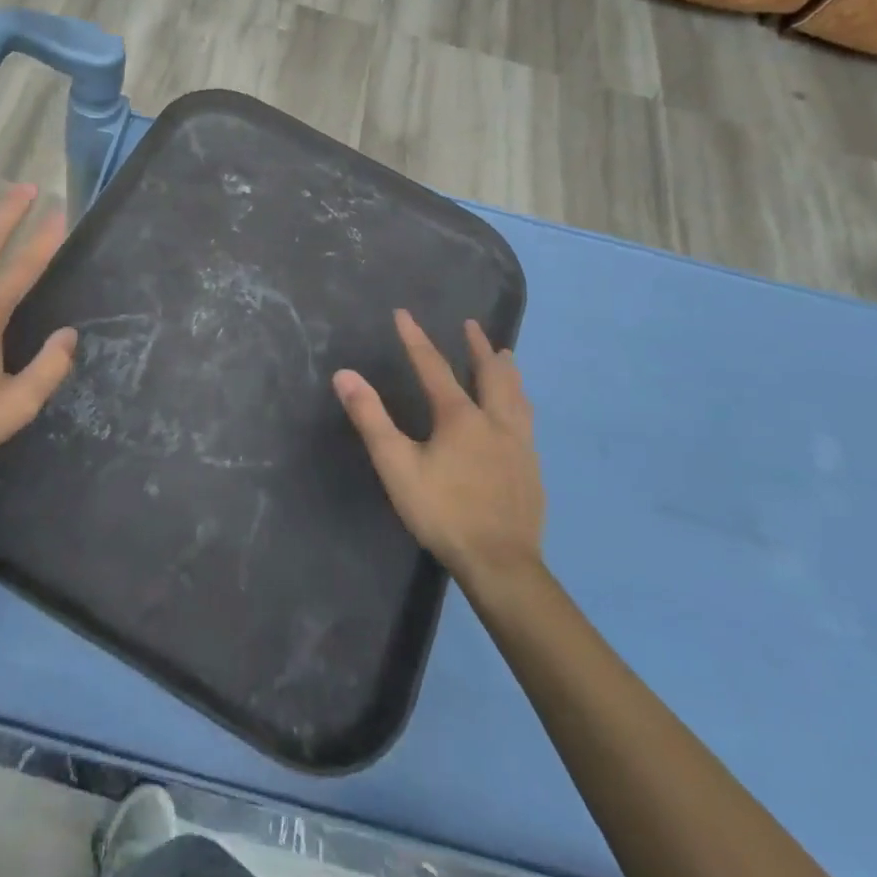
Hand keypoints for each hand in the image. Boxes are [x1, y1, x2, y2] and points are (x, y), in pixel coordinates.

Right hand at [333, 310, 542, 583]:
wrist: (501, 563)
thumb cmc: (443, 512)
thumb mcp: (396, 465)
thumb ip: (371, 418)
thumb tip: (345, 375)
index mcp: (460, 417)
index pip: (433, 367)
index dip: (416, 338)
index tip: (403, 313)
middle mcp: (494, 421)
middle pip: (489, 374)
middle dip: (477, 347)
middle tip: (471, 325)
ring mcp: (519, 444)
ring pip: (516, 395)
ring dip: (506, 370)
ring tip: (505, 355)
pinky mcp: (531, 468)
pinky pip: (526, 419)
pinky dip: (519, 400)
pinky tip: (519, 412)